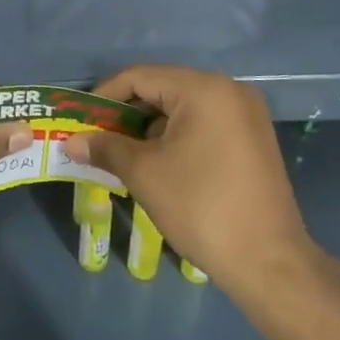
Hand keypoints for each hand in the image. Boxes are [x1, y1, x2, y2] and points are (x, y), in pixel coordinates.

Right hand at [63, 65, 317, 305]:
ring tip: (122, 155)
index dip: (104, 96)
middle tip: (97, 139)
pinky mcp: (253, 138)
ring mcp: (246, 114)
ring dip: (149, 127)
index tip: (81, 121)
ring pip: (183, 108)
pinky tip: (158, 163)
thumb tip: (70, 141)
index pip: (140, 77)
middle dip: (126, 113)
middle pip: (162, 89)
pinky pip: (204, 124)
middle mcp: (229, 90)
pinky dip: (176, 137)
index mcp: (203, 89)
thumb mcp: (144, 173)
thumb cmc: (201, 207)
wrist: (268, 261)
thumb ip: (105, 148)